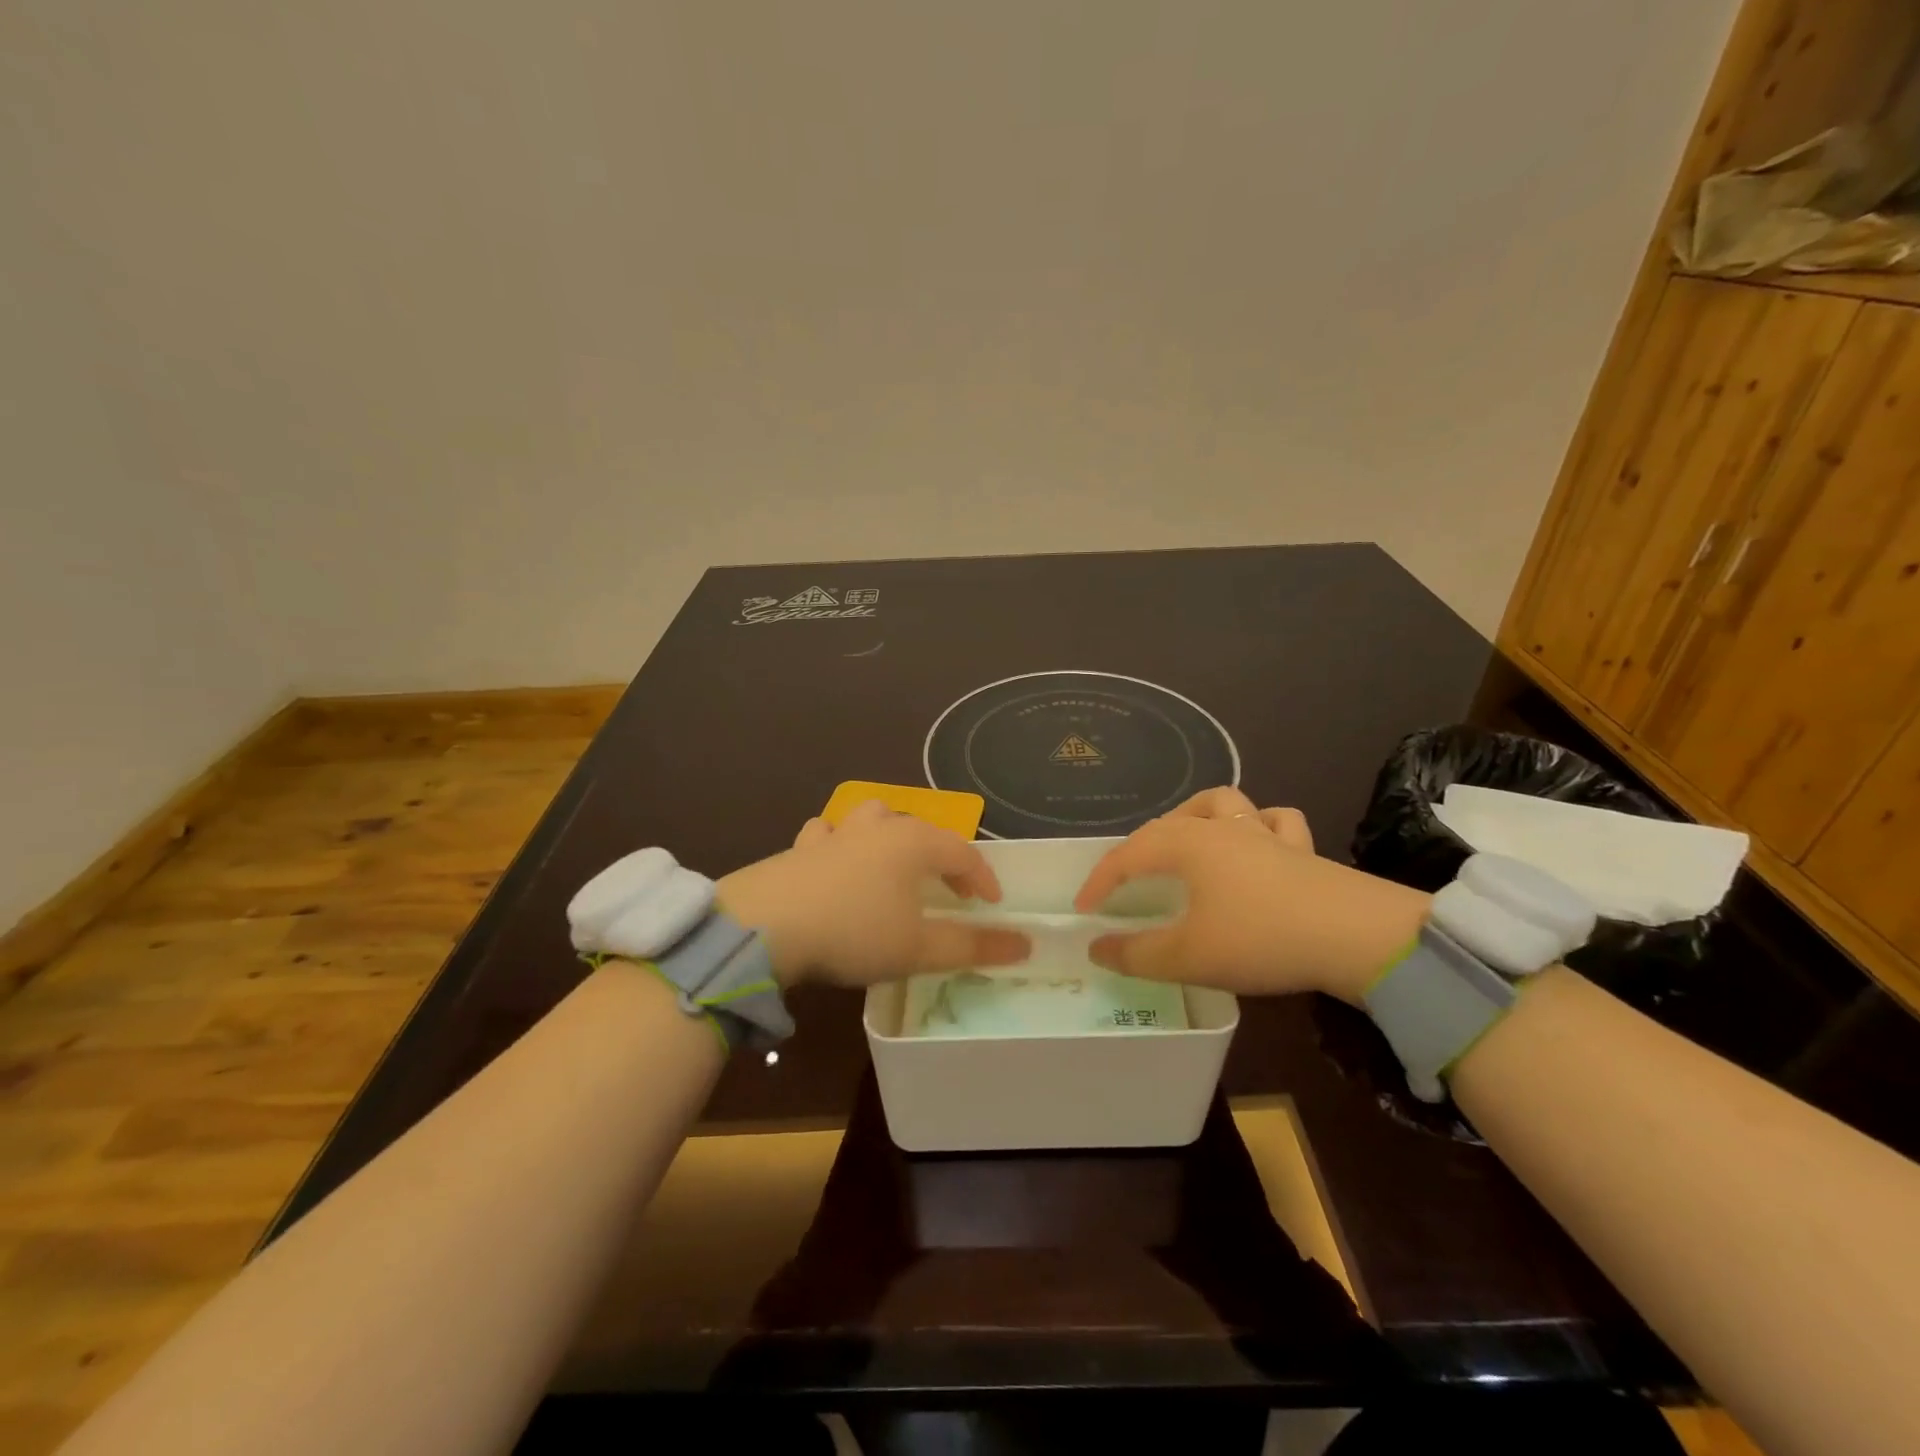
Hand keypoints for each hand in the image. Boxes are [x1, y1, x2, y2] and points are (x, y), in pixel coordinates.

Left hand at [717, 801, 1029, 988]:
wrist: (765, 926)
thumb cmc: (855, 933)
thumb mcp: (919, 949)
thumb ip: (974, 946)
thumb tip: (1026, 944)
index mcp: (914, 843)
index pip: (963, 853)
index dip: (983, 878)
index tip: (993, 905)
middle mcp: (879, 826)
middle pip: (921, 829)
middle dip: (940, 856)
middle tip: (947, 889)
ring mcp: (836, 832)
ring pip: (874, 818)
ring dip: (890, 837)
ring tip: (892, 865)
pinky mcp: (801, 846)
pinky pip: (830, 834)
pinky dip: (841, 844)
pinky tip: (835, 862)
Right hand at [1072, 787, 1430, 1003]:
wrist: (1356, 937)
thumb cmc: (1259, 939)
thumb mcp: (1187, 956)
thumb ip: (1136, 954)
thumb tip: (1096, 948)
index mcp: (1186, 844)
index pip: (1127, 855)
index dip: (1100, 881)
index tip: (1085, 910)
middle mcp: (1219, 827)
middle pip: (1167, 824)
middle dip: (1139, 849)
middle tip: (1129, 882)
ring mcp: (1263, 833)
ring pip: (1221, 803)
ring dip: (1196, 816)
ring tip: (1187, 840)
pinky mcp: (1301, 848)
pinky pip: (1273, 822)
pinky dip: (1258, 827)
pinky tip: (1256, 844)